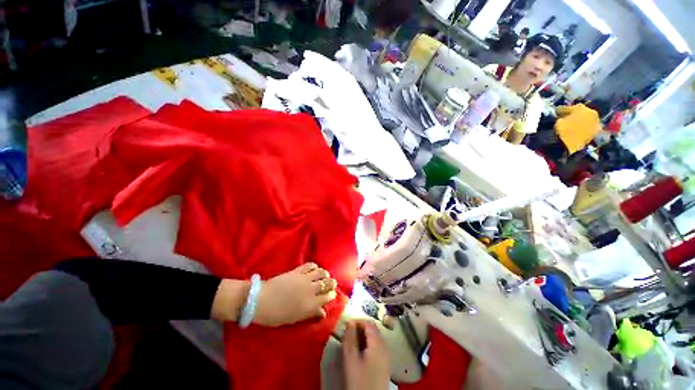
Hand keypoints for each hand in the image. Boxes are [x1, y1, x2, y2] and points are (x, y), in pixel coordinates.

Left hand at [253, 262, 336, 326]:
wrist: (260, 300)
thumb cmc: (276, 315)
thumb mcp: (294, 318)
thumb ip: (310, 314)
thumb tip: (323, 313)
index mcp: (311, 304)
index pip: (327, 297)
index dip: (332, 295)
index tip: (332, 295)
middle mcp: (311, 289)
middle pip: (327, 283)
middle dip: (332, 283)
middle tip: (332, 284)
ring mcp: (305, 278)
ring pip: (321, 272)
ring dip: (325, 274)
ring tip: (325, 275)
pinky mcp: (298, 271)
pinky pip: (310, 265)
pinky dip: (315, 266)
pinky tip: (314, 268)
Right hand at [342, 320, 390, 389]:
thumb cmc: (359, 381)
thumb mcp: (350, 359)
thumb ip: (349, 338)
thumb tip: (350, 322)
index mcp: (378, 344)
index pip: (369, 323)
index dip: (358, 321)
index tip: (347, 325)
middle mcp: (385, 346)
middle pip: (374, 329)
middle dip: (361, 328)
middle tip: (348, 334)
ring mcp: (387, 356)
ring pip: (375, 338)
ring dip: (364, 336)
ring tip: (352, 343)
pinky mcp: (385, 364)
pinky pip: (377, 346)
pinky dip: (369, 344)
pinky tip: (360, 352)